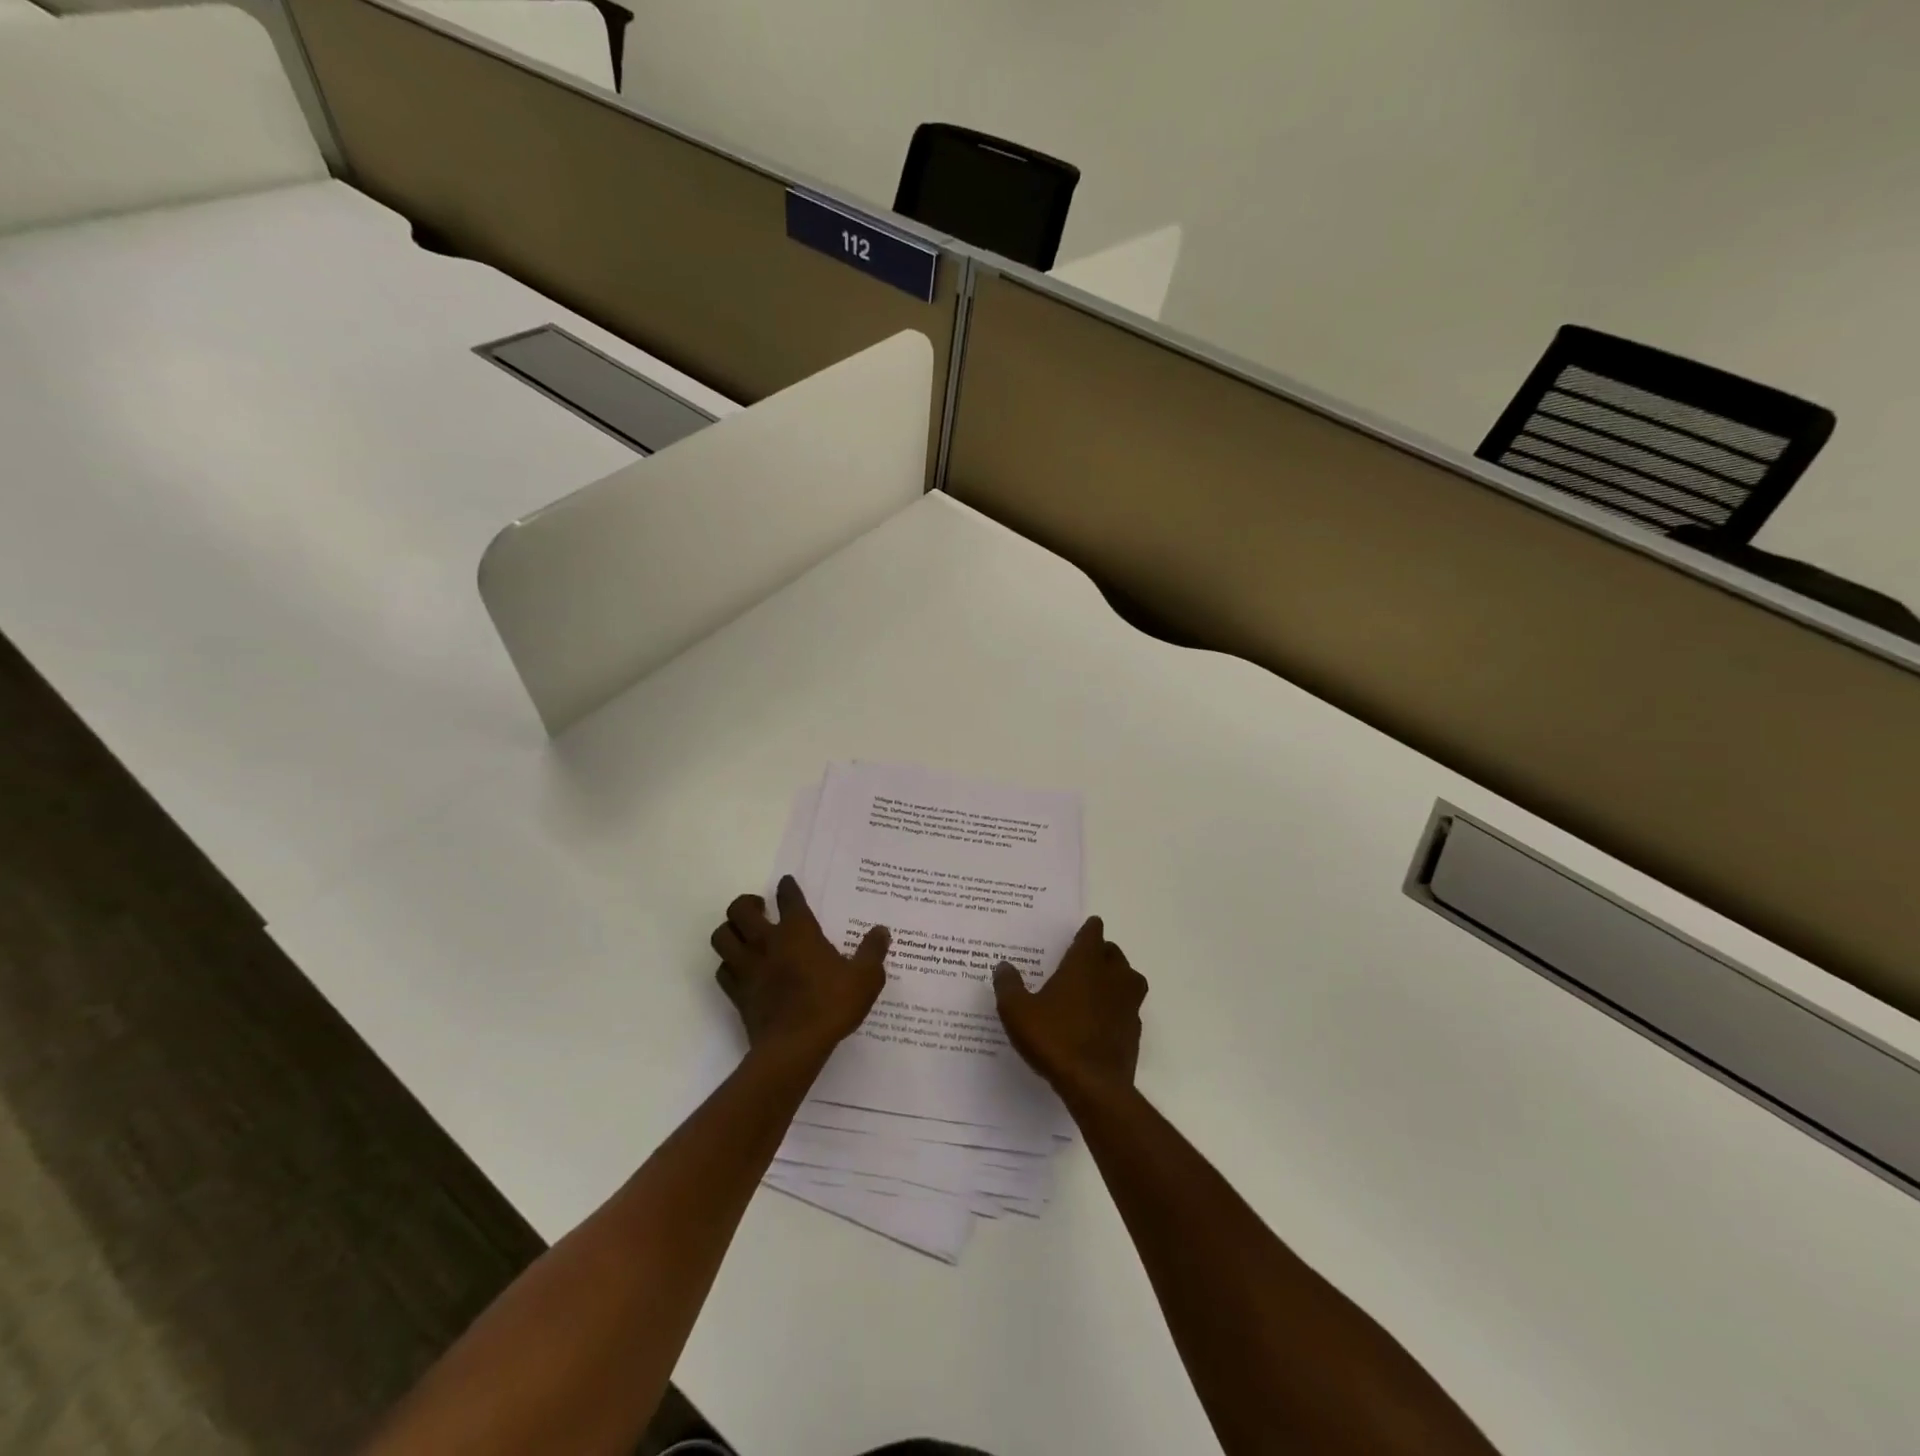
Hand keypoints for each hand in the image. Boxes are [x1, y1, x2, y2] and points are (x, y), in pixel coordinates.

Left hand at [711, 876, 889, 1066]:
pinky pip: (722, 970)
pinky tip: (740, 968)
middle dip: (748, 904)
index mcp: (798, 931)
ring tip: (744, 933)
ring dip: (730, 930)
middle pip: (740, 910)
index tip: (787, 884)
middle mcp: (767, 942)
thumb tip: (881, 931)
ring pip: (722, 936)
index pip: (789, 898)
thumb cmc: (831, 1005)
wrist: (794, 1047)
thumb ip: (873, 951)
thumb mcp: (865, 978)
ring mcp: (747, 967)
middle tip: (760, 908)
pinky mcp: (737, 993)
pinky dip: (728, 964)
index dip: (788, 888)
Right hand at [994, 916, 1147, 1101]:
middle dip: (1101, 952)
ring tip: (1097, 987)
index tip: (1084, 929)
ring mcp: (1128, 1003)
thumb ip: (1009, 986)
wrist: (1094, 1085)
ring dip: (1117, 977)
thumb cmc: (1054, 1038)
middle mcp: (1112, 977)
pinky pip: (1129, 1008)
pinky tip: (1102, 1019)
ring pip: (1129, 978)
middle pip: (1114, 953)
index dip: (1088, 929)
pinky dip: (1118, 1007)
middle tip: (1083, 960)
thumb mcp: (1018, 1012)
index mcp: (1085, 964)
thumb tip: (1003, 966)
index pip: (1093, 933)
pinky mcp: (1134, 1030)